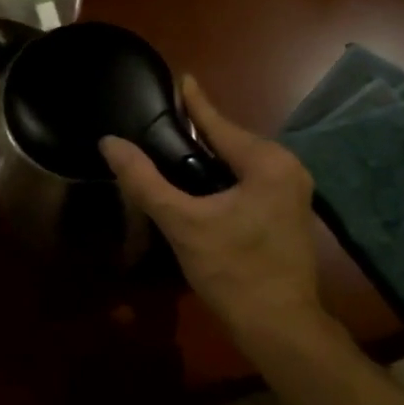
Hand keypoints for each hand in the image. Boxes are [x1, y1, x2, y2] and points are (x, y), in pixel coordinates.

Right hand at [100, 76, 322, 339]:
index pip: (220, 124)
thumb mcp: (183, 224)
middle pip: (232, 142)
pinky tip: (202, 185)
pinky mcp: (289, 213)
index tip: (181, 77)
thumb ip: (145, 181)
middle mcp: (288, 168)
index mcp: (267, 162)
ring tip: (174, 150)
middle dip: (199, 134)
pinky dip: (225, 177)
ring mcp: (294, 192)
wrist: (279, 326)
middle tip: (163, 123)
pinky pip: (251, 181)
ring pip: (242, 164)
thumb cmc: (232, 271)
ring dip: (211, 158)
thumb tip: (110, 144)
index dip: (195, 103)